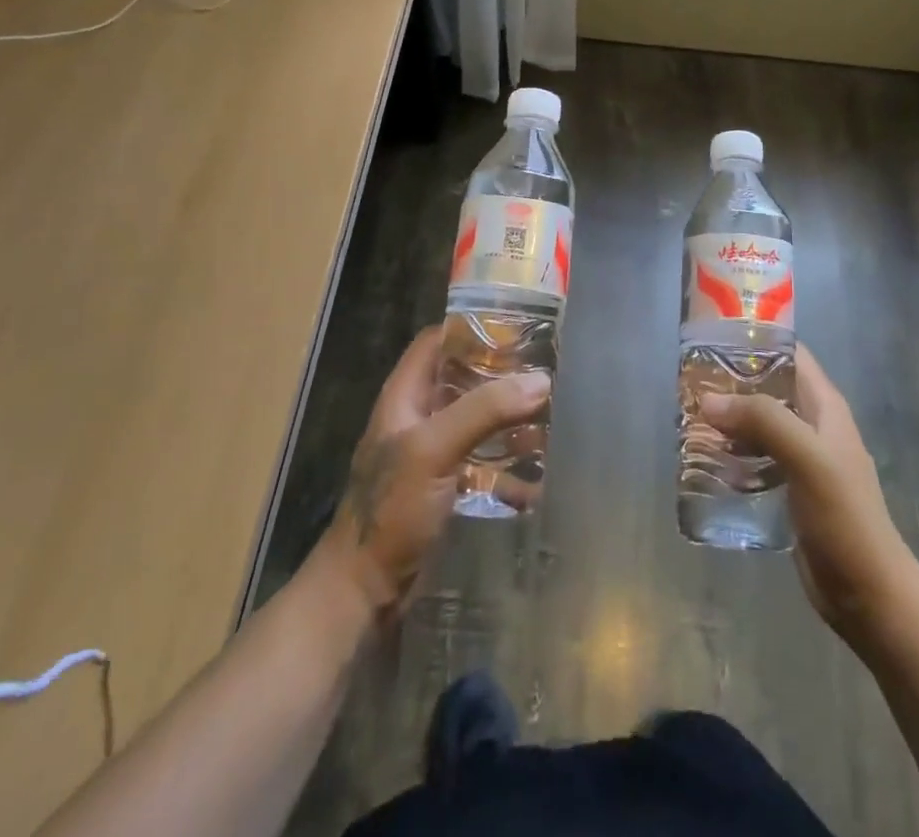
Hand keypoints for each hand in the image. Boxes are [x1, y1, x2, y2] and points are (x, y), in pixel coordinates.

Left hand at [315, 325, 549, 613]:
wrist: (365, 592)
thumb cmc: (391, 509)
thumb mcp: (434, 448)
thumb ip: (484, 410)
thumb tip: (541, 380)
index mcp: (405, 396)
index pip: (437, 342)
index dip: (471, 328)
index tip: (517, 326)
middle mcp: (419, 417)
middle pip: (464, 381)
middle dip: (503, 376)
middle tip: (547, 371)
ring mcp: (432, 455)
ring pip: (478, 422)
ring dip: (511, 421)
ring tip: (553, 416)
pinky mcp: (447, 489)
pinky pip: (484, 464)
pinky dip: (510, 465)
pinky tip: (541, 472)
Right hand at [701, 346, 914, 644]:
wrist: (870, 595)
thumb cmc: (844, 517)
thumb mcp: (807, 458)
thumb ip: (762, 420)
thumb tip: (708, 399)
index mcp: (825, 406)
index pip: (790, 353)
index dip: (755, 339)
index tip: (712, 337)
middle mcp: (813, 424)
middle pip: (769, 387)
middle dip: (732, 381)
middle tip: (690, 381)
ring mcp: (803, 458)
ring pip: (760, 423)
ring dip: (729, 418)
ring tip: (689, 416)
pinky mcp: (791, 489)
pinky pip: (757, 457)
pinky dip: (733, 452)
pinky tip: (707, 459)